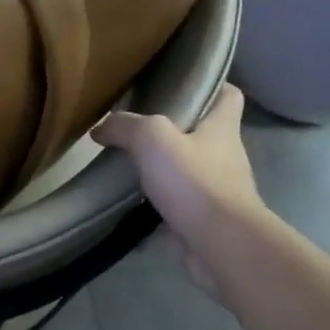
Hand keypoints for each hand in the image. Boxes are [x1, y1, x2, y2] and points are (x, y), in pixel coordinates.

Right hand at [92, 85, 269, 285]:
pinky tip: (124, 210)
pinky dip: (152, 213)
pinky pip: (174, 212)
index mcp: (222, 129)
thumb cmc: (195, 182)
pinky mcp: (203, 224)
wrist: (220, 245)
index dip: (210, 86)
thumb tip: (100, 127)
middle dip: (173, 133)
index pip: (228, 96)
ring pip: (186, 175)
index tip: (182, 85)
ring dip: (161, 174)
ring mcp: (216, 194)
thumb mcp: (153, 139)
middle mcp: (224, 158)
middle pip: (202, 136)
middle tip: (136, 129)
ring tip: (124, 170)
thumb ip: (125, 127)